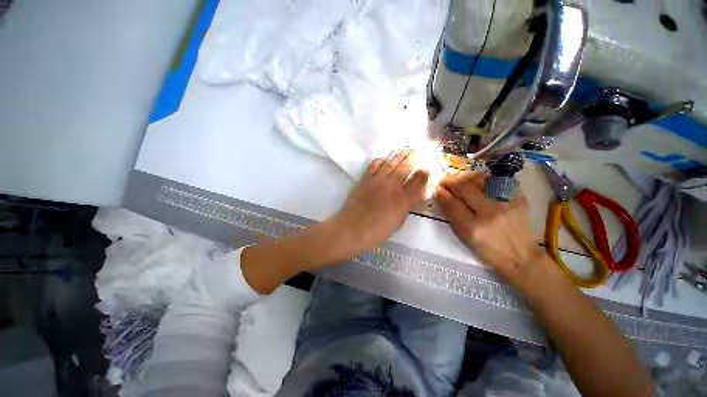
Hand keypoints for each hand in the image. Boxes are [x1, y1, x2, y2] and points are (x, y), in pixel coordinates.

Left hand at [331, 149, 428, 256]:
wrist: (352, 228)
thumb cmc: (377, 231)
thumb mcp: (397, 222)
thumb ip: (406, 207)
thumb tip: (411, 196)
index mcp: (403, 199)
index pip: (418, 181)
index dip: (423, 174)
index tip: (425, 169)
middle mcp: (392, 186)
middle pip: (404, 168)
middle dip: (411, 158)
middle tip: (415, 151)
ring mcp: (377, 181)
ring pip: (390, 164)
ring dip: (398, 155)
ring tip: (403, 149)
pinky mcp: (365, 180)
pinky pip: (373, 166)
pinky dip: (379, 161)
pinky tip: (382, 159)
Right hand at [435, 171, 543, 282]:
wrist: (521, 257)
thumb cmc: (487, 250)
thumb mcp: (463, 236)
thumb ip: (451, 214)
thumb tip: (441, 194)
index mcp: (472, 227)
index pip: (451, 202)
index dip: (441, 192)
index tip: (437, 187)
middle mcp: (489, 212)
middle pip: (465, 186)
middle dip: (451, 180)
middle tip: (446, 179)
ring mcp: (506, 203)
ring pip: (481, 179)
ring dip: (467, 177)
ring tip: (463, 181)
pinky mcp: (519, 198)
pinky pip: (499, 180)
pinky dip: (486, 180)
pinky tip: (482, 185)